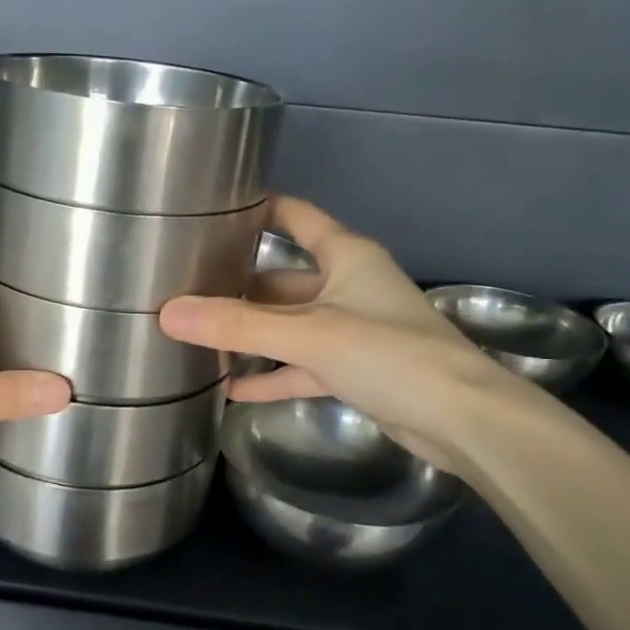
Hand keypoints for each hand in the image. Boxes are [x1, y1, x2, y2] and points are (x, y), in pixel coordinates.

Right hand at [160, 197, 528, 471]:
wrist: (462, 419)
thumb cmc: (390, 354)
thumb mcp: (308, 334)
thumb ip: (237, 325)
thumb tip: (167, 313)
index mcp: (346, 256)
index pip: (295, 217)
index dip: (257, 210)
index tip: (210, 213)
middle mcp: (348, 285)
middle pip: (282, 279)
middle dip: (238, 287)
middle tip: (184, 292)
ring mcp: (351, 330)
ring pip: (289, 326)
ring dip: (252, 336)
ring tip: (198, 340)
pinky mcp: (355, 370)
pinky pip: (301, 366)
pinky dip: (272, 376)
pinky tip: (232, 390)